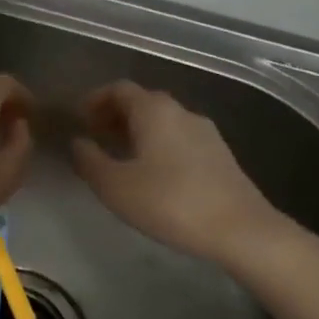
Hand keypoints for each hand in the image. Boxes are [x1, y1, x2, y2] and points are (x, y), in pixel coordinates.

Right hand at [70, 81, 283, 264]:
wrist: (240, 229)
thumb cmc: (170, 202)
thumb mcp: (115, 186)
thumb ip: (90, 161)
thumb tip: (78, 142)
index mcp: (154, 110)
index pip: (119, 89)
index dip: (95, 100)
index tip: (79, 119)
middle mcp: (181, 112)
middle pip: (143, 102)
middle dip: (115, 115)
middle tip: (95, 137)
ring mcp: (205, 132)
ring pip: (163, 122)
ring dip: (137, 132)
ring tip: (120, 158)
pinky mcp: (219, 155)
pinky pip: (179, 139)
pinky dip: (158, 145)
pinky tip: (152, 174)